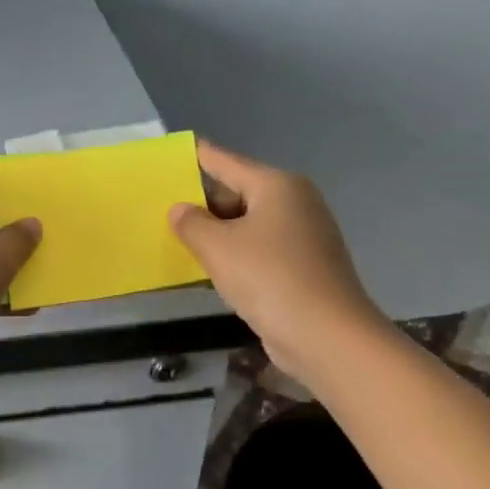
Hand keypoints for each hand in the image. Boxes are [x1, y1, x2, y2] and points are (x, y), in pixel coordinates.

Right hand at [168, 140, 384, 385]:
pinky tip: (210, 270)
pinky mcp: (303, 268)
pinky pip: (259, 251)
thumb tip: (180, 210)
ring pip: (247, 226)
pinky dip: (235, 256)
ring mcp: (303, 237)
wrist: (327, 336)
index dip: (198, 157)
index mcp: (277, 186)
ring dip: (216, 234)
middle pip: (238, 194)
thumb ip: (191, 224)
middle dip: (202, 204)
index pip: (226, 162)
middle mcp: (295, 203)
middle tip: (162, 210)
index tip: (174, 152)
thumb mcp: (218, 248)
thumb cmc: (269, 278)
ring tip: (177, 240)